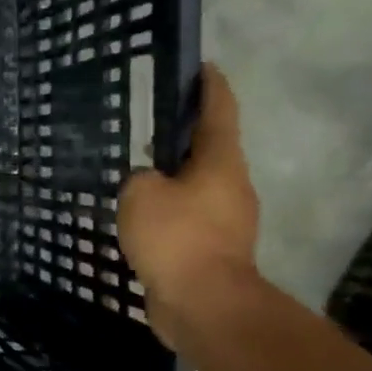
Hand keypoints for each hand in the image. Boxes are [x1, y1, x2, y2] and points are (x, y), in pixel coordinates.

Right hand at [117, 63, 260, 344]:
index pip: (218, 111)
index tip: (203, 67)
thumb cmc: (176, 237)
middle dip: (187, 137)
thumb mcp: (141, 194)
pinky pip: (190, 218)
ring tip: (141, 176)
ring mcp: (228, 220)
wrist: (204, 303)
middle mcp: (232, 186)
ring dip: (176, 178)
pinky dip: (171, 211)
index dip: (210, 87)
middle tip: (154, 128)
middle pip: (211, 150)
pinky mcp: (215, 250)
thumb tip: (149, 183)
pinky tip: (144, 219)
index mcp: (220, 162)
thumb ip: (140, 178)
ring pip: (199, 187)